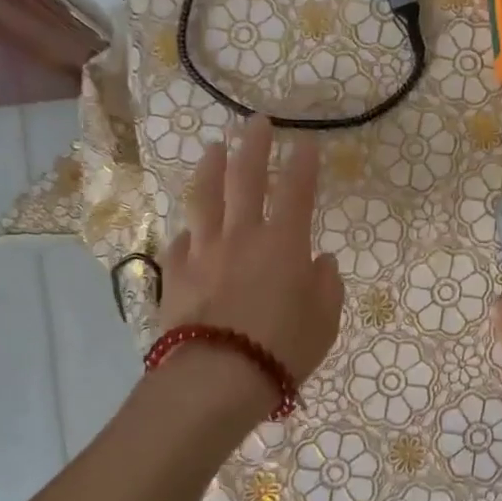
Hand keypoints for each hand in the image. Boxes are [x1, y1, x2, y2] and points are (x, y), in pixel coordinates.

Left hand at [158, 118, 345, 406]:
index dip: (303, 164)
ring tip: (215, 149)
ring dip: (211, 168)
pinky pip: (181, 241)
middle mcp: (243, 236)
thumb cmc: (282, 350)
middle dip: (254, 145)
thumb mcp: (324, 322)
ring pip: (205, 198)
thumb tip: (322, 261)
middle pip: (246, 178)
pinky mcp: (176, 273)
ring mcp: (204, 251)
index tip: (305, 142)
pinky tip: (190, 227)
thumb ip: (326, 286)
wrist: (216, 378)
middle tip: (256, 122)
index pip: (297, 191)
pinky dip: (189, 229)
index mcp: (285, 243)